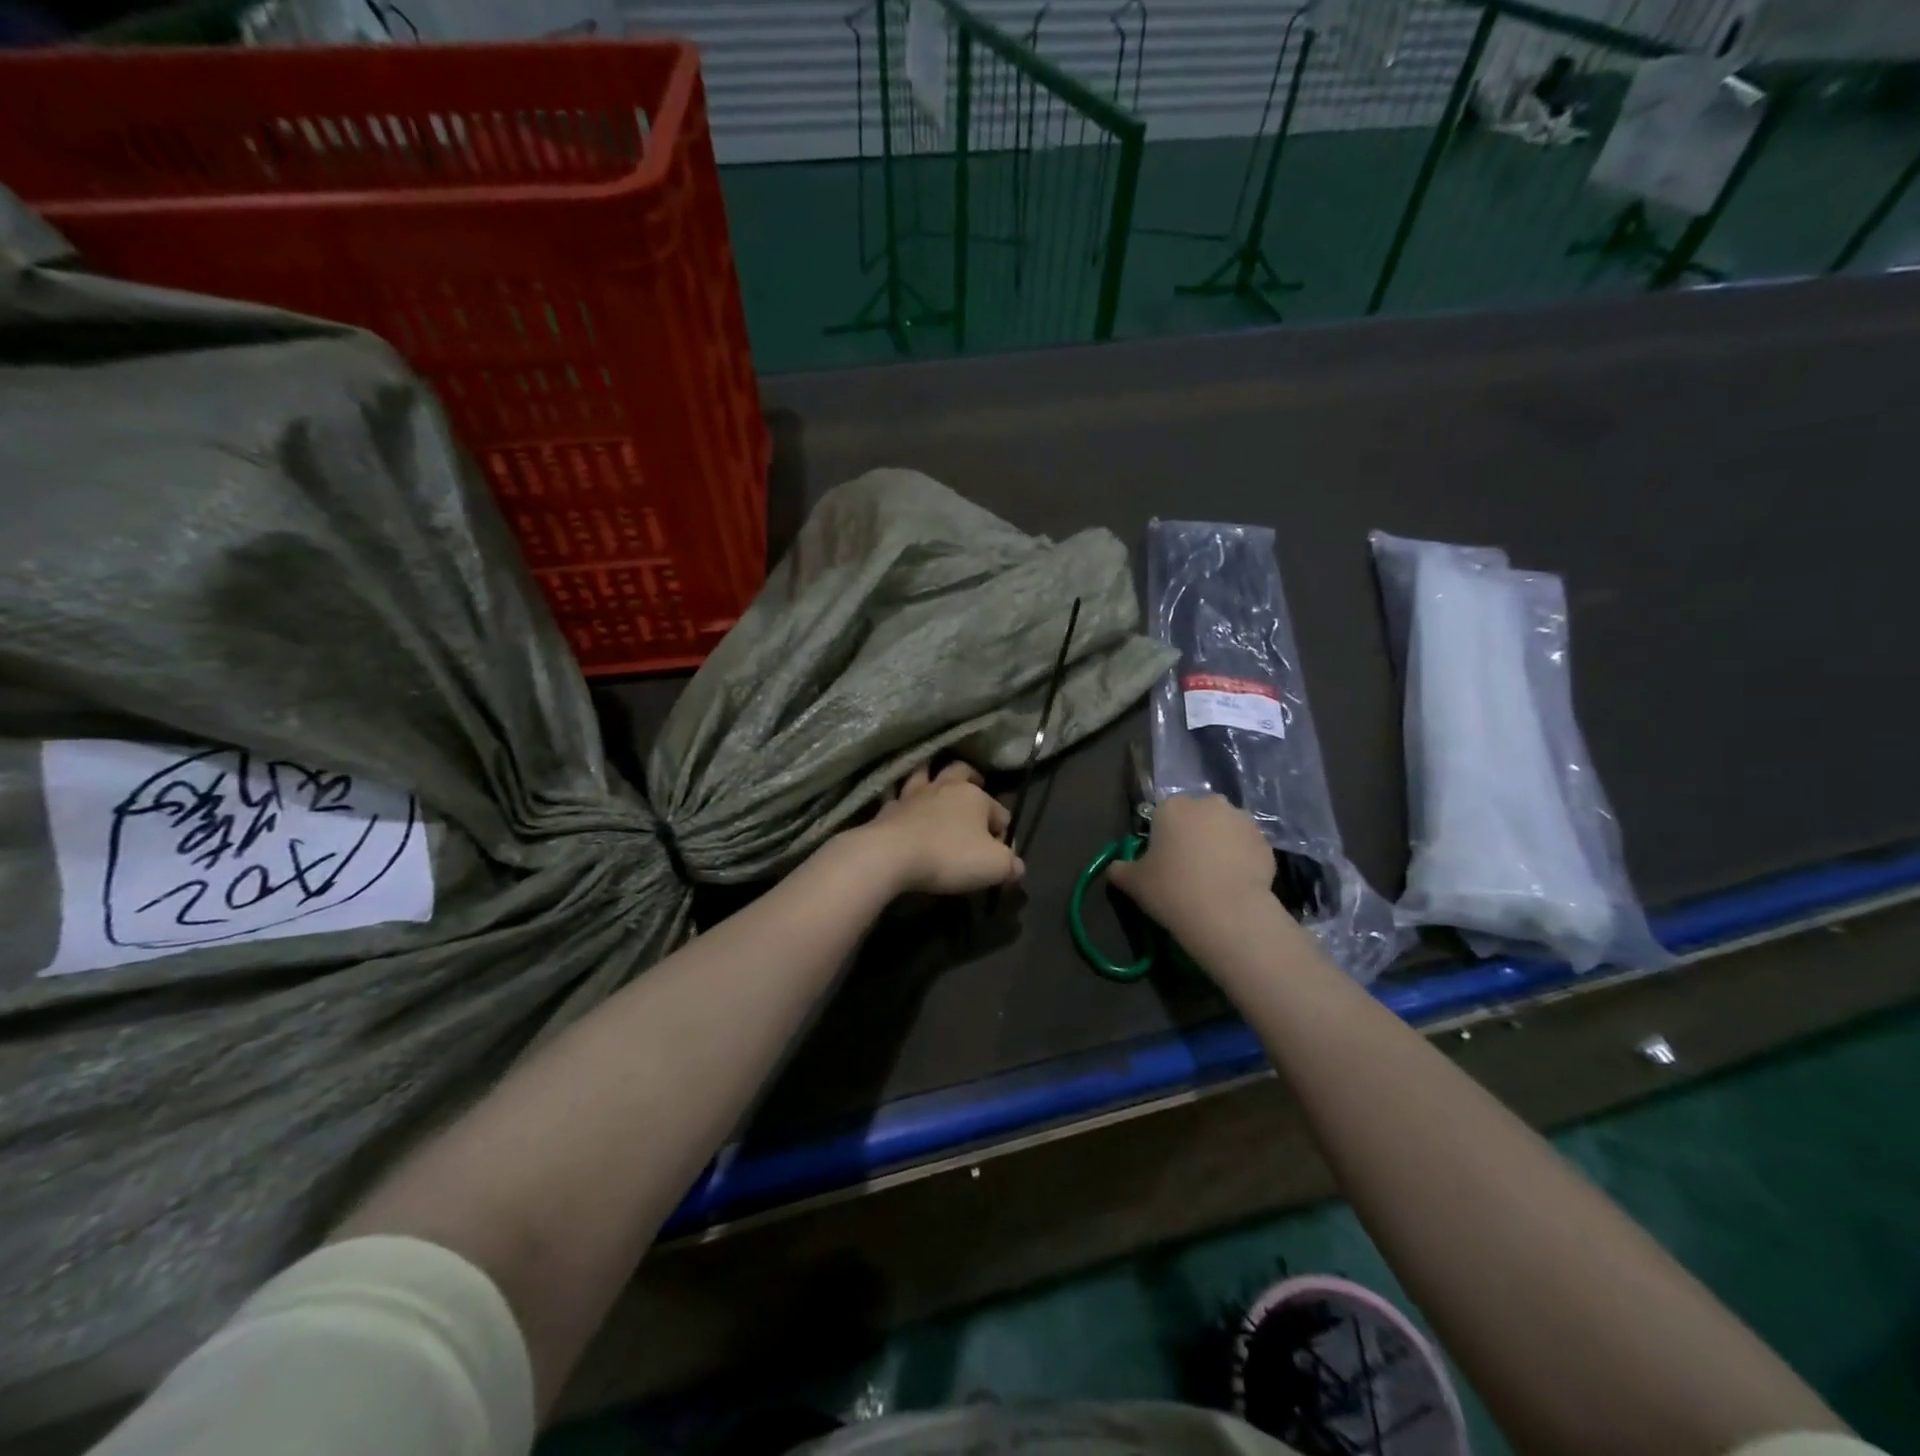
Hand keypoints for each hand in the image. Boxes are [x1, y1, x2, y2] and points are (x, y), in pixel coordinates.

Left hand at [865, 762, 1023, 895]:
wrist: (891, 855)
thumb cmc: (949, 856)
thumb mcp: (993, 866)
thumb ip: (1010, 865)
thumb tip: (1017, 866)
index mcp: (975, 797)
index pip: (1000, 812)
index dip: (1003, 832)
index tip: (998, 854)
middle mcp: (945, 787)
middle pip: (961, 772)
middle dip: (971, 778)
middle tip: (974, 788)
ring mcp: (913, 795)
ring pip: (925, 774)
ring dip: (931, 776)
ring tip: (935, 785)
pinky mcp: (888, 808)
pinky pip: (896, 797)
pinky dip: (901, 799)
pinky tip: (901, 806)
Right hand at [1108, 794, 1275, 943]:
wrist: (1227, 913)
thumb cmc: (1172, 889)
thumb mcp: (1133, 883)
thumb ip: (1120, 869)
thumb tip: (1116, 868)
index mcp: (1173, 806)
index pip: (1163, 814)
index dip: (1162, 837)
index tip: (1162, 862)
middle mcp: (1209, 804)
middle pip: (1197, 817)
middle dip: (1194, 835)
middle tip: (1188, 869)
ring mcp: (1242, 820)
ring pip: (1225, 829)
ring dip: (1220, 845)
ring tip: (1215, 878)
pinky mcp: (1265, 842)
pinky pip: (1247, 847)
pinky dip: (1241, 860)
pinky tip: (1234, 884)